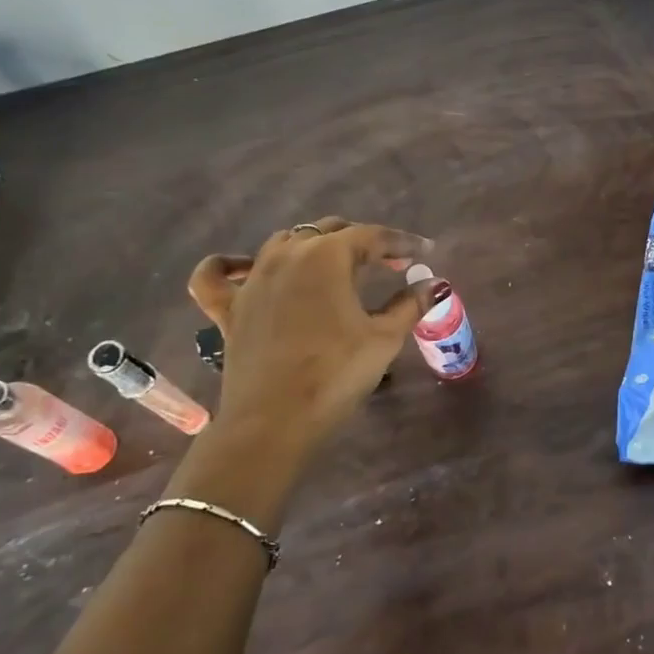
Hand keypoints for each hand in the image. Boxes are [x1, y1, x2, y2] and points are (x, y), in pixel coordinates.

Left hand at [188, 219, 433, 461]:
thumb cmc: (336, 374)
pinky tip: (246, 267)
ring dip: (315, 247)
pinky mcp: (228, 307)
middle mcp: (286, 255)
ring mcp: (252, 279)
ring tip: (338, 267)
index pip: (372, 236)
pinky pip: (218, 275)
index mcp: (327, 256)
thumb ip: (410, 304)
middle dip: (364, 242)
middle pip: (330, 232)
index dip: (402, 242)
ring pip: (284, 242)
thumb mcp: (384, 338)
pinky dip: (230, 265)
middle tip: (390, 263)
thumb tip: (435, 284)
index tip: (426, 251)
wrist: (274, 421)